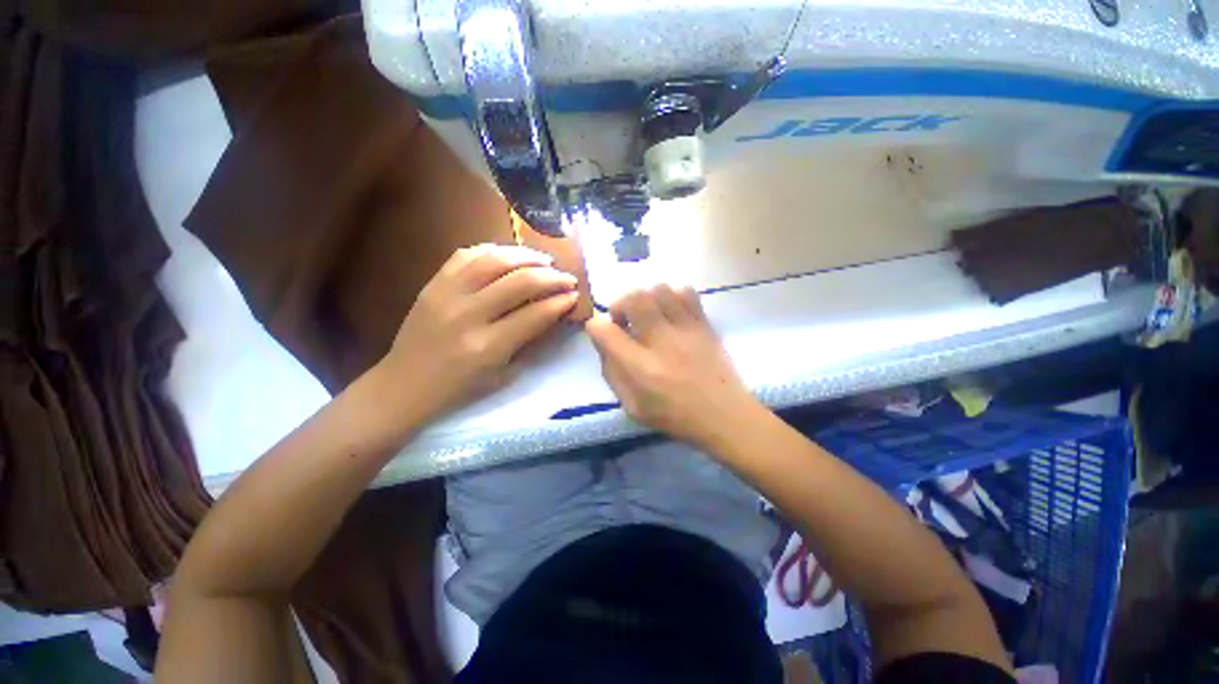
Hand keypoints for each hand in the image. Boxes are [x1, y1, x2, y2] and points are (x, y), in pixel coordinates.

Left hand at [374, 244, 578, 425]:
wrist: (404, 384)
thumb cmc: (460, 388)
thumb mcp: (504, 373)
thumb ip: (530, 340)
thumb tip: (554, 311)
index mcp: (488, 347)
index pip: (535, 314)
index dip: (561, 302)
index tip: (575, 296)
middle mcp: (468, 315)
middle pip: (520, 281)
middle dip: (552, 277)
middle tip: (567, 278)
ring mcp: (446, 294)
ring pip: (495, 259)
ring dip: (527, 256)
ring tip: (545, 261)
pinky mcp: (433, 283)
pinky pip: (467, 254)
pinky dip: (494, 250)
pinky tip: (510, 255)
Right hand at [585, 285, 757, 448]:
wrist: (724, 415)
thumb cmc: (675, 416)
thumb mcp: (632, 406)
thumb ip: (613, 374)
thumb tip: (604, 342)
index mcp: (640, 368)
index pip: (605, 331)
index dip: (596, 327)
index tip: (601, 332)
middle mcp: (661, 342)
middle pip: (633, 299)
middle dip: (620, 303)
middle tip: (624, 320)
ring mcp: (686, 329)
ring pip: (659, 290)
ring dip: (646, 298)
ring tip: (648, 315)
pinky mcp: (704, 324)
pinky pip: (686, 292)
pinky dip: (672, 296)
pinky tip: (670, 312)